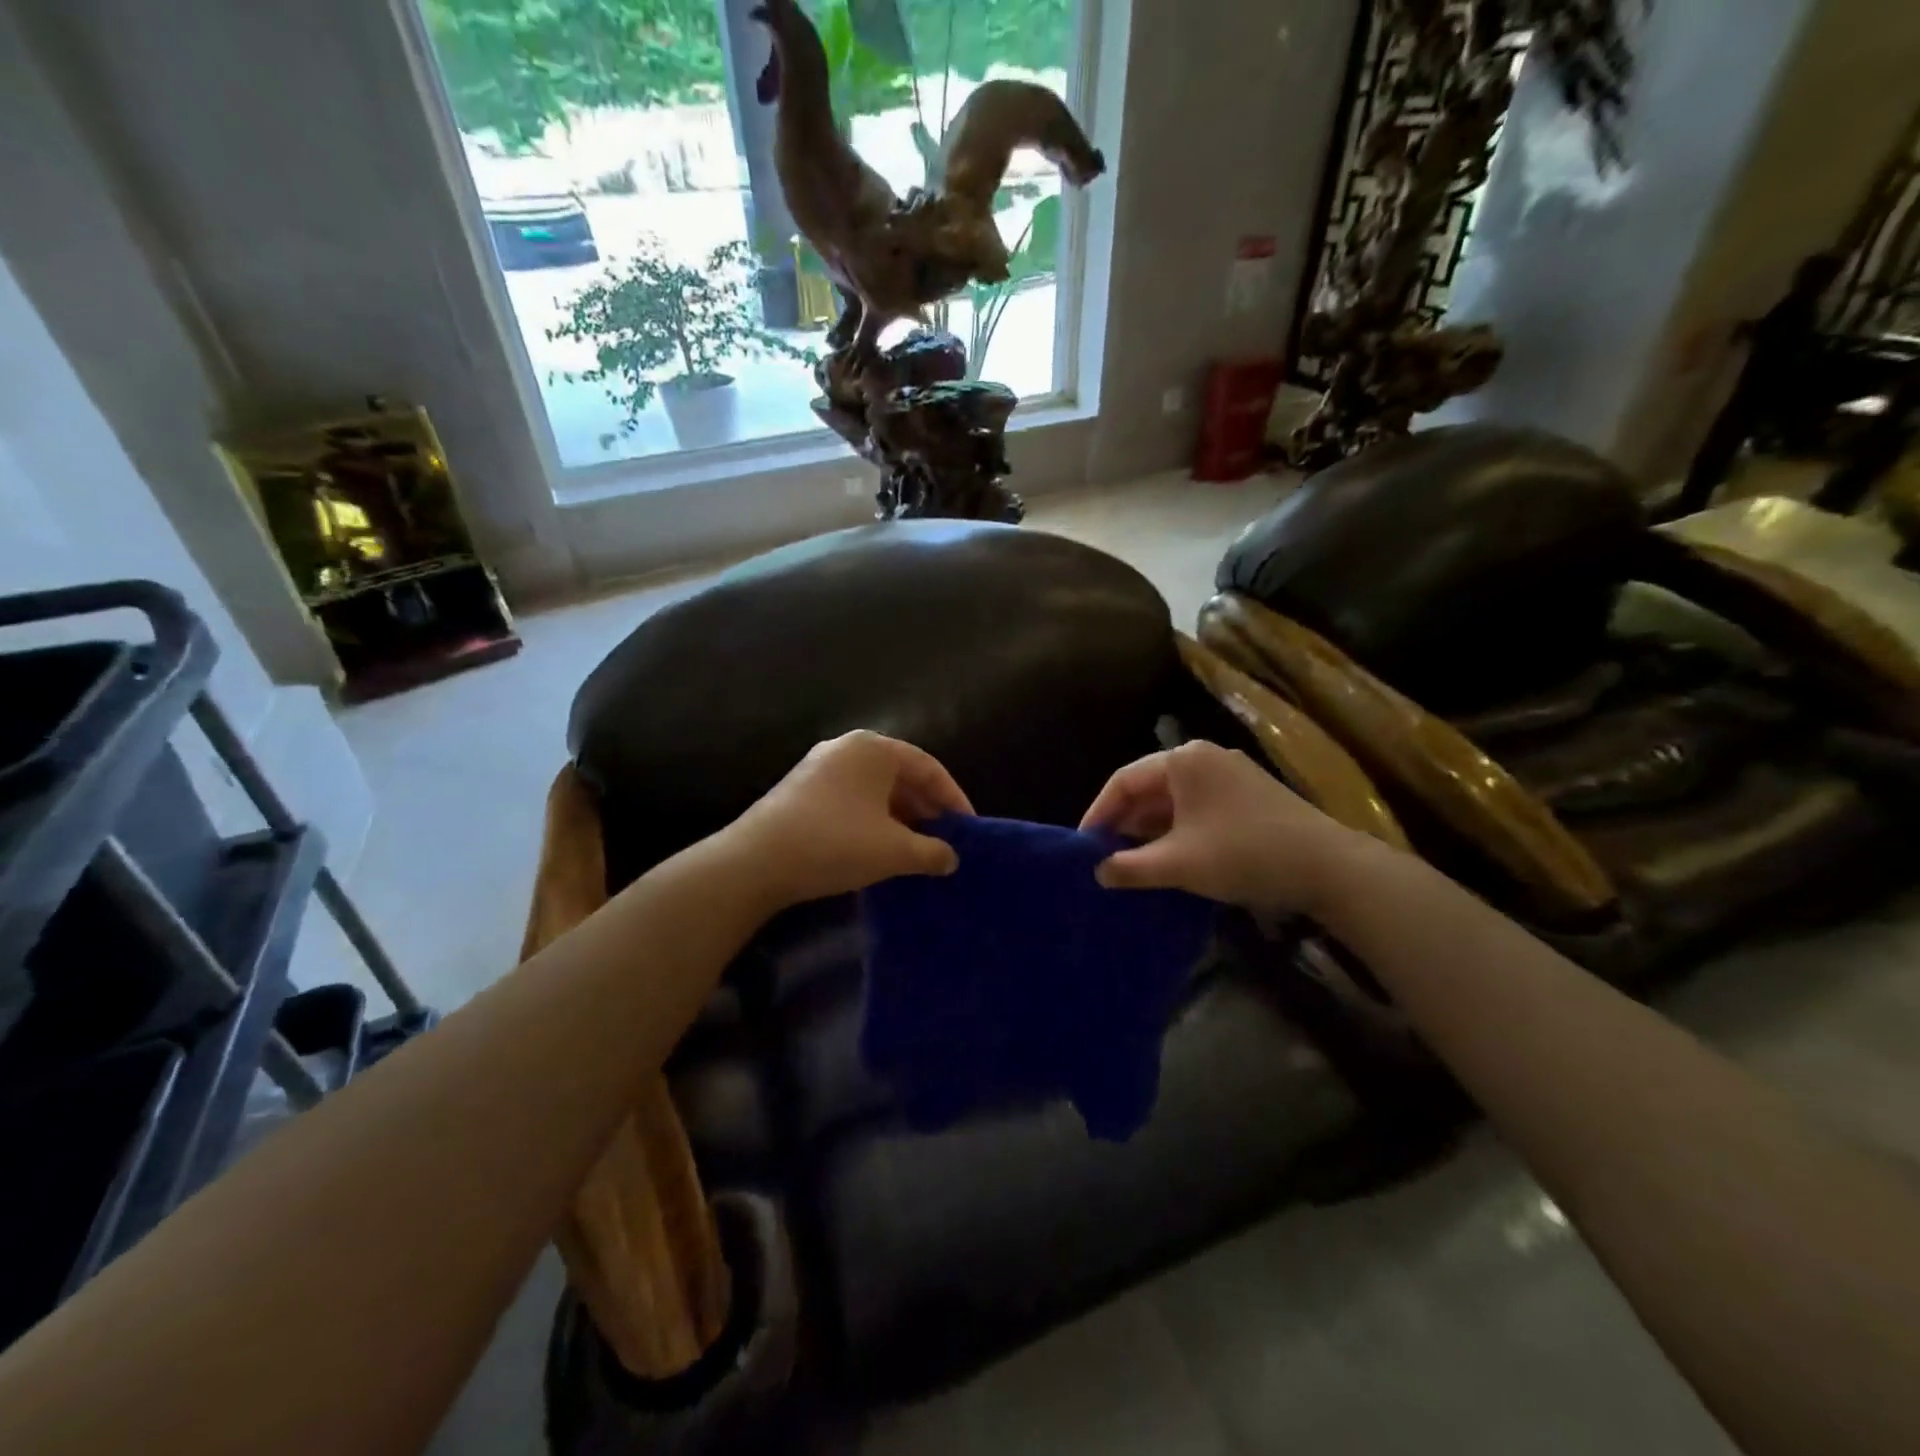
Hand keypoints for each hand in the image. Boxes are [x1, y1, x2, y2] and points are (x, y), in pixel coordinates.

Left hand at [729, 730, 972, 906]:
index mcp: (874, 749)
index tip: (969, 828)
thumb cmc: (836, 843)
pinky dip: (874, 819)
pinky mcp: (802, 789)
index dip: (954, 798)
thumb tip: (951, 858)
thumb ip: (931, 852)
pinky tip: (880, 847)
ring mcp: (820, 766)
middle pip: (901, 775)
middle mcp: (848, 748)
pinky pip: (852, 798)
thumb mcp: (894, 851)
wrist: (756, 861)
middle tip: (946, 839)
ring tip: (917, 848)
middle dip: (927, 808)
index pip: (929, 767)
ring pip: (875, 788)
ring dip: (901, 816)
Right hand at [1080, 741, 1361, 913]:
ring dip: (1150, 827)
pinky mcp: (1249, 794)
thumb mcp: (1177, 864)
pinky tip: (1171, 855)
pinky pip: (1198, 806)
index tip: (1083, 845)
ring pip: (1174, 798)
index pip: (1123, 781)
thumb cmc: (1242, 854)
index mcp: (1182, 760)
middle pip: (1149, 786)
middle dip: (1124, 821)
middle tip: (1104, 854)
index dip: (1098, 813)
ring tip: (1132, 859)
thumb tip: (1098, 871)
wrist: (1329, 867)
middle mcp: (1204, 757)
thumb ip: (1130, 867)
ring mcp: (1231, 774)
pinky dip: (1177, 828)